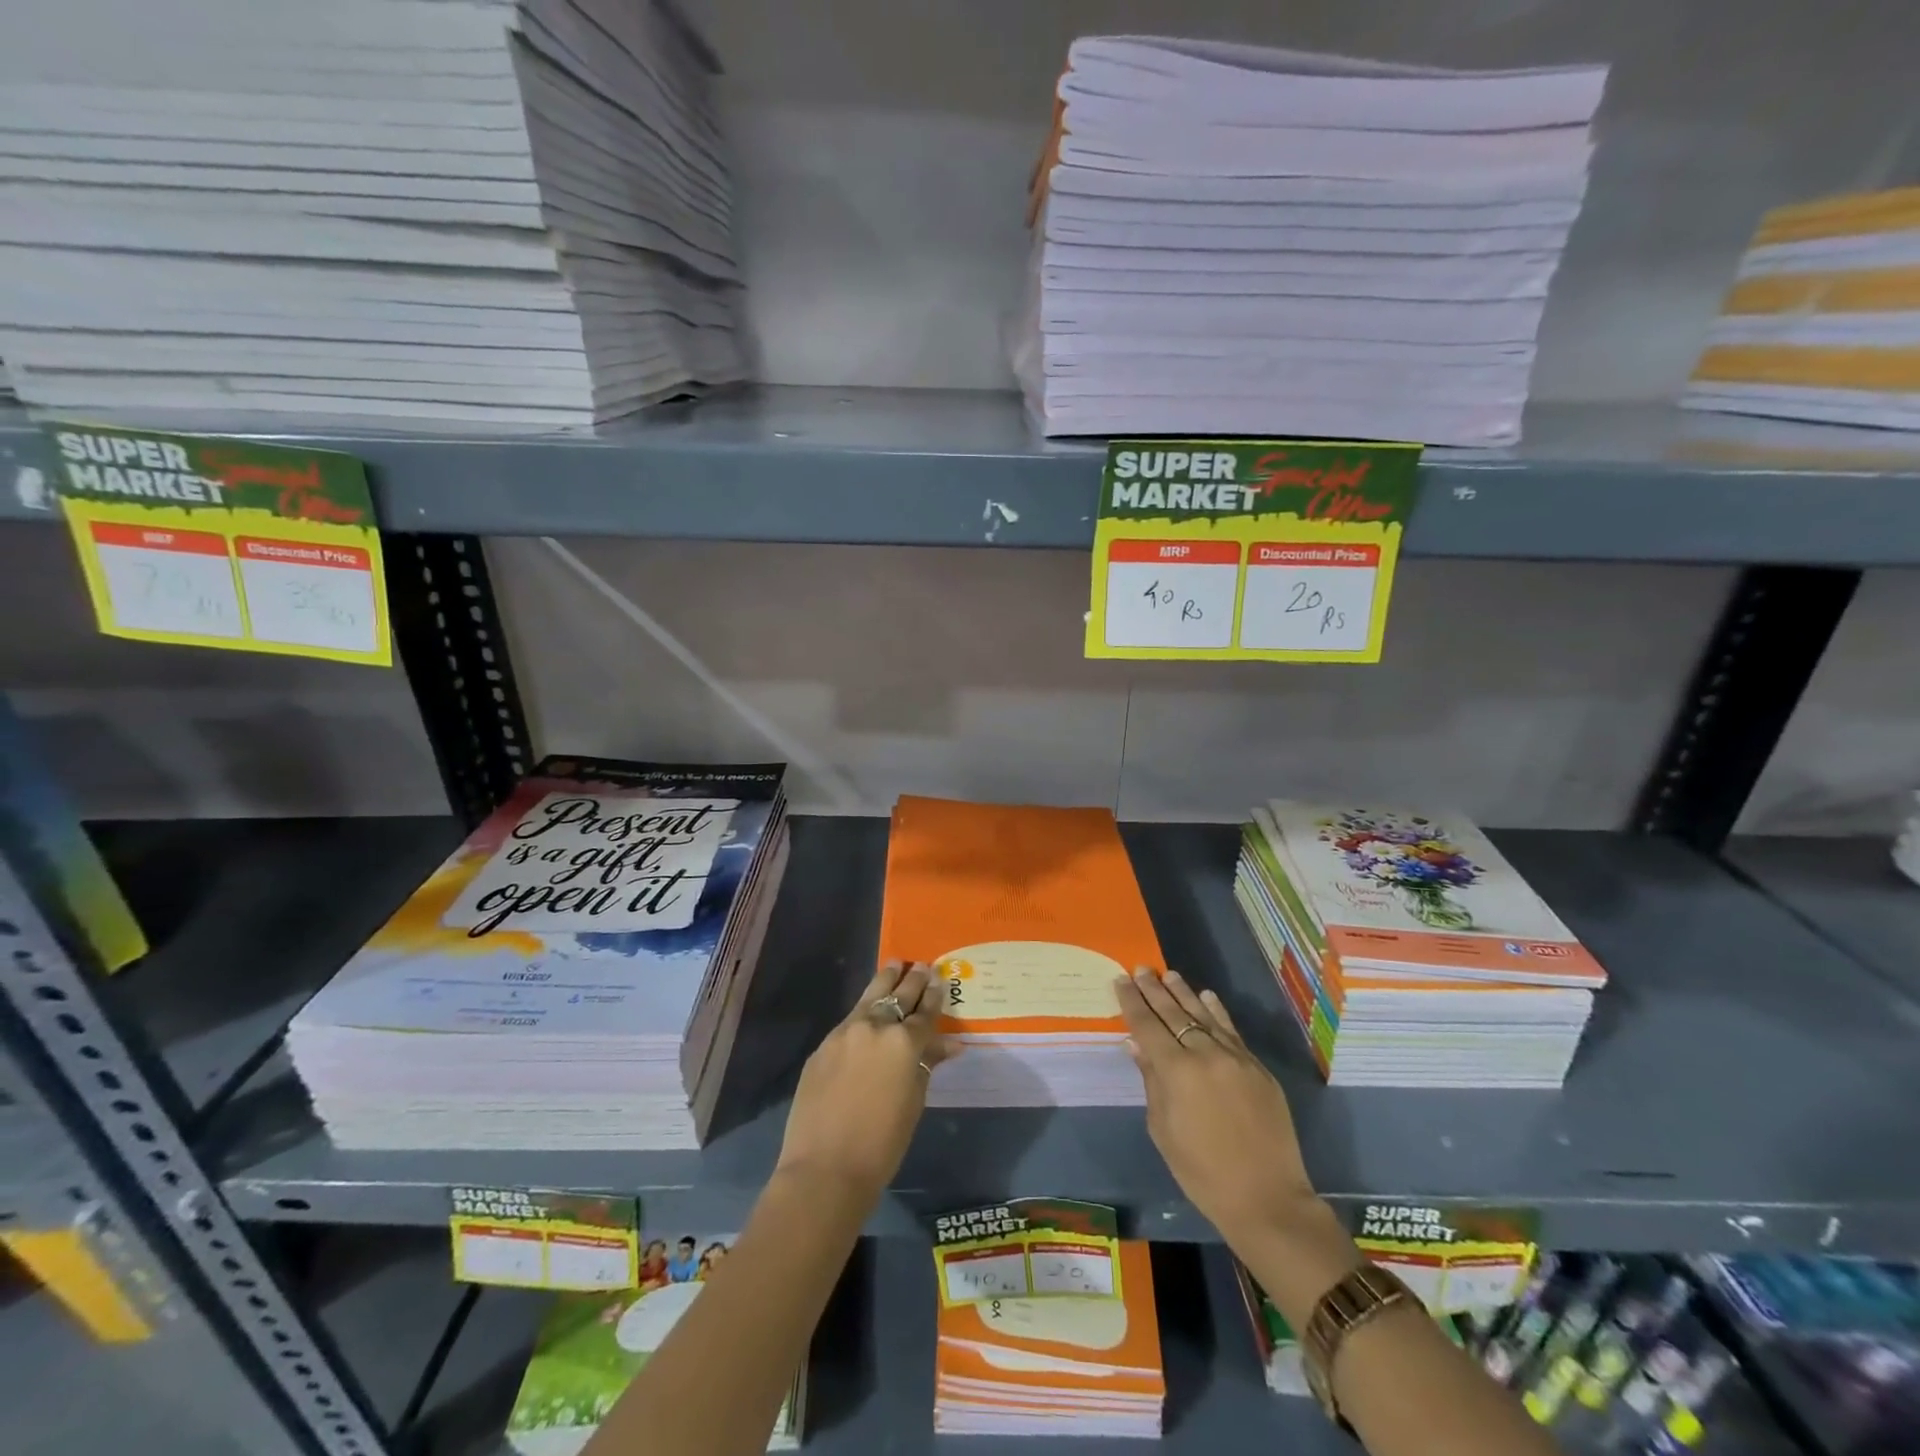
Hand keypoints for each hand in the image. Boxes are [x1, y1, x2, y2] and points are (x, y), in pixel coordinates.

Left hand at [776, 961, 954, 1197]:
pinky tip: (867, 1010)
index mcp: (904, 1042)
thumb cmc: (882, 1144)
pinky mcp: (822, 1046)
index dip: (934, 996)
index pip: (925, 1012)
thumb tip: (948, 1045)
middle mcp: (875, 1027)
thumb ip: (927, 1065)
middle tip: (921, 966)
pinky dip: (863, 1012)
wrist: (825, 1168)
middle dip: (912, 980)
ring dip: (885, 981)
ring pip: (869, 997)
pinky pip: (849, 1021)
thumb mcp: (914, 1102)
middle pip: (898, 995)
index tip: (940, 981)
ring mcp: (844, 1033)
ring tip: (894, 965)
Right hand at [1115, 968, 1317, 1246]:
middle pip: (1174, 1014)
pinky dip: (1217, 1012)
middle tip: (1141, 969)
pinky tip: (1206, 996)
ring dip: (1184, 993)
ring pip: (1204, 1015)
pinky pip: (1232, 1031)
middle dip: (1154, 990)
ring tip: (1169, 975)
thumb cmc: (1202, 1172)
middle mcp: (1206, 1054)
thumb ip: (1151, 1081)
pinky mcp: (1257, 1068)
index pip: (1147, 1026)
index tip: (1121, 980)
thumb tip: (1137, 1045)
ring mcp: (1236, 1058)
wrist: (1267, 1199)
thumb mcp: (1163, 1130)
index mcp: (1177, 1071)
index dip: (1132, 1002)